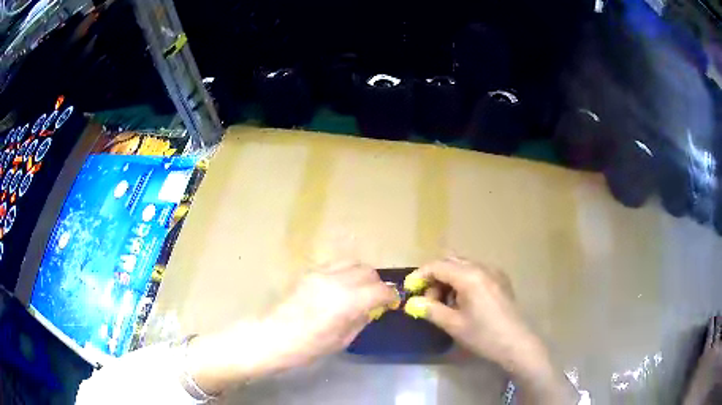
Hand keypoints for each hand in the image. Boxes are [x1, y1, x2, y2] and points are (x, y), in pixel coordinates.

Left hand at [255, 261, 398, 370]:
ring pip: (352, 263)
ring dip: (362, 275)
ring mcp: (320, 273)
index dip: (391, 296)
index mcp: (347, 301)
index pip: (380, 290)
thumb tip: (372, 309)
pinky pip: (335, 265)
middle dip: (378, 284)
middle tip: (376, 299)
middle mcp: (336, 280)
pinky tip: (341, 286)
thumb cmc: (308, 347)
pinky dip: (345, 272)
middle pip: (368, 271)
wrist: (272, 337)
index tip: (393, 303)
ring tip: (359, 290)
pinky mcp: (308, 272)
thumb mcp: (342, 340)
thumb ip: (361, 320)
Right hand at [403, 257, 576, 403]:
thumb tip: (412, 303)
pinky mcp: (501, 280)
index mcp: (470, 276)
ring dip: (448, 279)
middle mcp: (482, 267)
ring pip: (463, 266)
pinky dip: (462, 281)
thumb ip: (430, 310)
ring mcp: (494, 272)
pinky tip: (462, 302)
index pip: (438, 266)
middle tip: (427, 299)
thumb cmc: (483, 335)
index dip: (420, 276)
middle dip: (435, 277)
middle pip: (451, 262)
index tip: (409, 290)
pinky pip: (476, 272)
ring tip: (445, 303)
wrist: (517, 343)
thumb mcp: (453, 324)